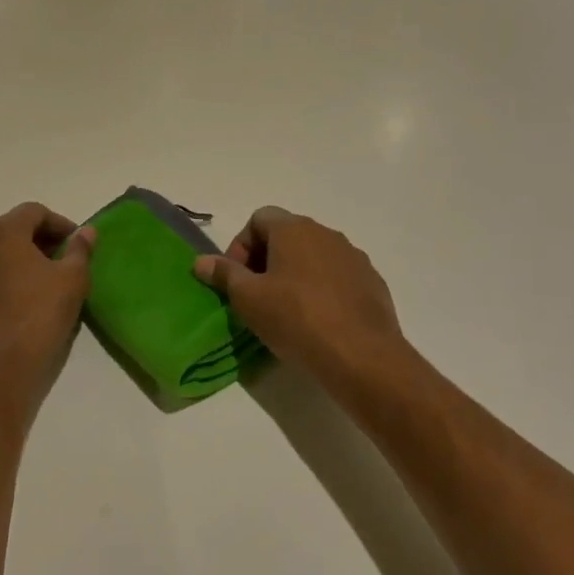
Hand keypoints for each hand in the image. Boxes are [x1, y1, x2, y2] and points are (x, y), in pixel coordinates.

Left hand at [0, 203, 95, 412]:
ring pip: (1, 253)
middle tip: (68, 261)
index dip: (61, 224)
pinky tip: (31, 300)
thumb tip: (87, 232)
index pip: (34, 211)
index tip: (79, 245)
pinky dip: (12, 277)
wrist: (0, 367)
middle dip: (43, 240)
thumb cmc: (39, 314)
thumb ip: (80, 250)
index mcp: (2, 232)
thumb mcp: (72, 279)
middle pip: (15, 229)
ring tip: (52, 281)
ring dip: (27, 259)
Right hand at [192, 207, 408, 388]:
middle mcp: (326, 233)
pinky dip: (322, 289)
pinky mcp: (372, 282)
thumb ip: (224, 274)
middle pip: (287, 235)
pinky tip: (317, 320)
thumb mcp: (248, 299)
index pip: (259, 219)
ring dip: (295, 274)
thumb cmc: (296, 318)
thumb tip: (201, 261)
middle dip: (266, 260)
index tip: (236, 277)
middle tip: (255, 294)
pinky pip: (337, 277)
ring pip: (314, 256)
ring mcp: (354, 257)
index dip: (241, 245)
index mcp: (294, 229)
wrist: (361, 355)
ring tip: (285, 309)